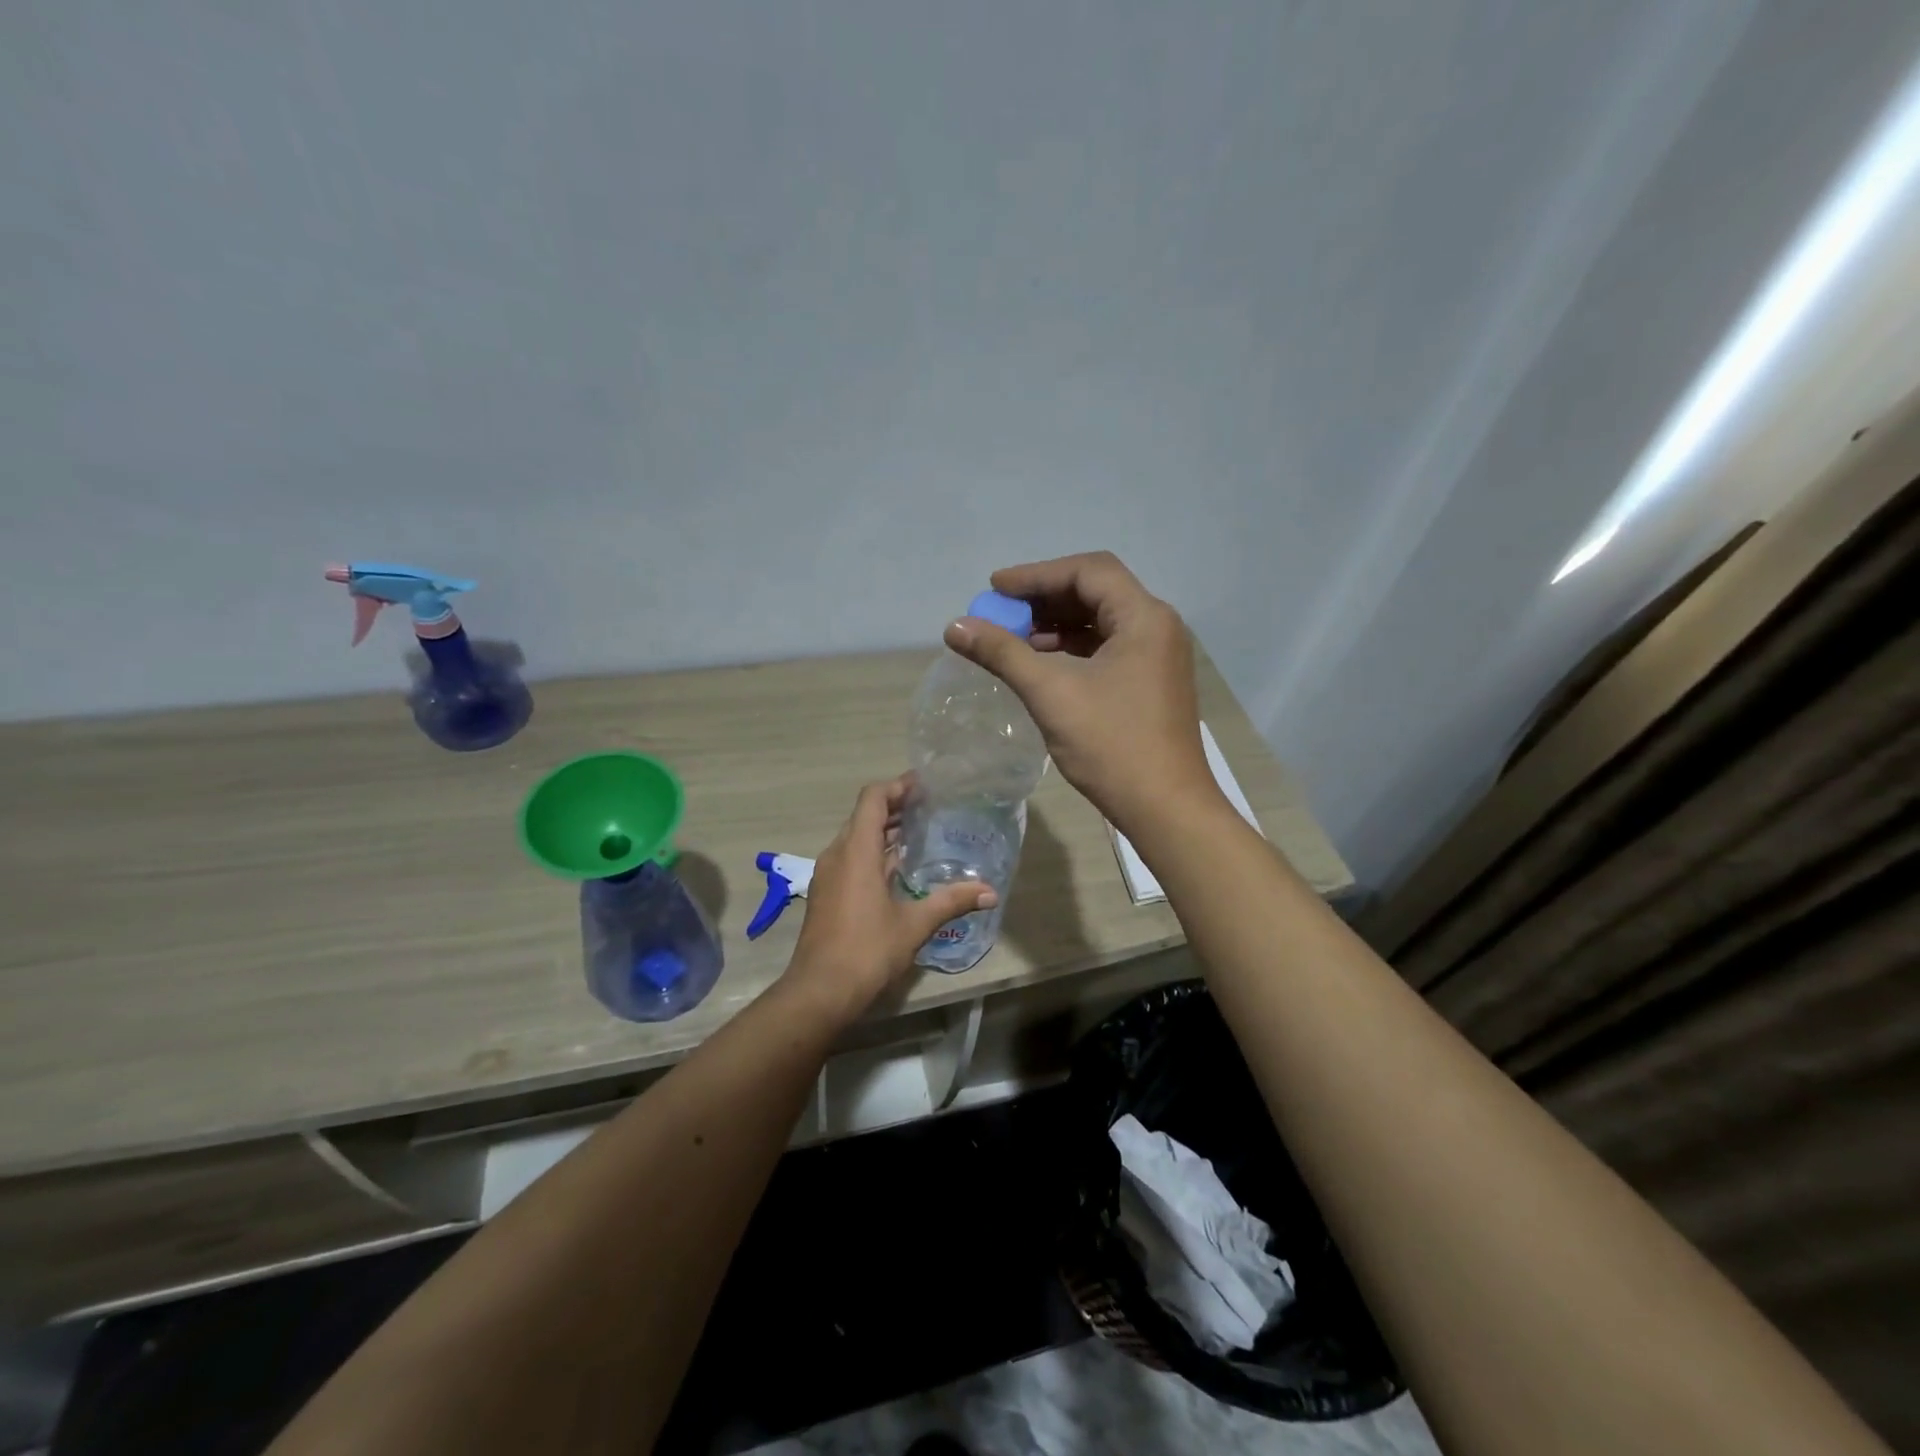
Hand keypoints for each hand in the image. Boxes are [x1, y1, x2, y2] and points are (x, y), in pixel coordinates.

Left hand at [782, 777, 996, 1021]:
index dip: (897, 786)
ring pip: (856, 837)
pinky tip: (899, 870)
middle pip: (864, 815)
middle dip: (895, 807)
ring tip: (919, 833)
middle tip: (930, 807)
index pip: (872, 798)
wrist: (819, 991)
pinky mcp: (826, 893)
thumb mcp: (914, 924)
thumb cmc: (866, 950)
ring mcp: (828, 874)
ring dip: (884, 831)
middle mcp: (837, 854)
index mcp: (856, 851)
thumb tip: (989, 892)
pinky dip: (874, 853)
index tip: (925, 786)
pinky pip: (850, 858)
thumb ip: (951, 901)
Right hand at [945, 551, 1214, 833]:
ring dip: (1057, 625)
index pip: (1088, 571)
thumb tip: (955, 626)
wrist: (1166, 809)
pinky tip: (1042, 663)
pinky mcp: (1152, 683)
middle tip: (1001, 613)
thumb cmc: (1112, 746)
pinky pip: (1108, 649)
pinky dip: (1073, 649)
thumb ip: (1002, 653)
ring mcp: (1158, 657)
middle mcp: (1157, 627)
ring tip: (1014, 639)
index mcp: (1144, 618)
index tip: (995, 589)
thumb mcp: (1051, 694)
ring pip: (1101, 622)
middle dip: (1045, 599)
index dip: (1037, 575)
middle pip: (1096, 592)